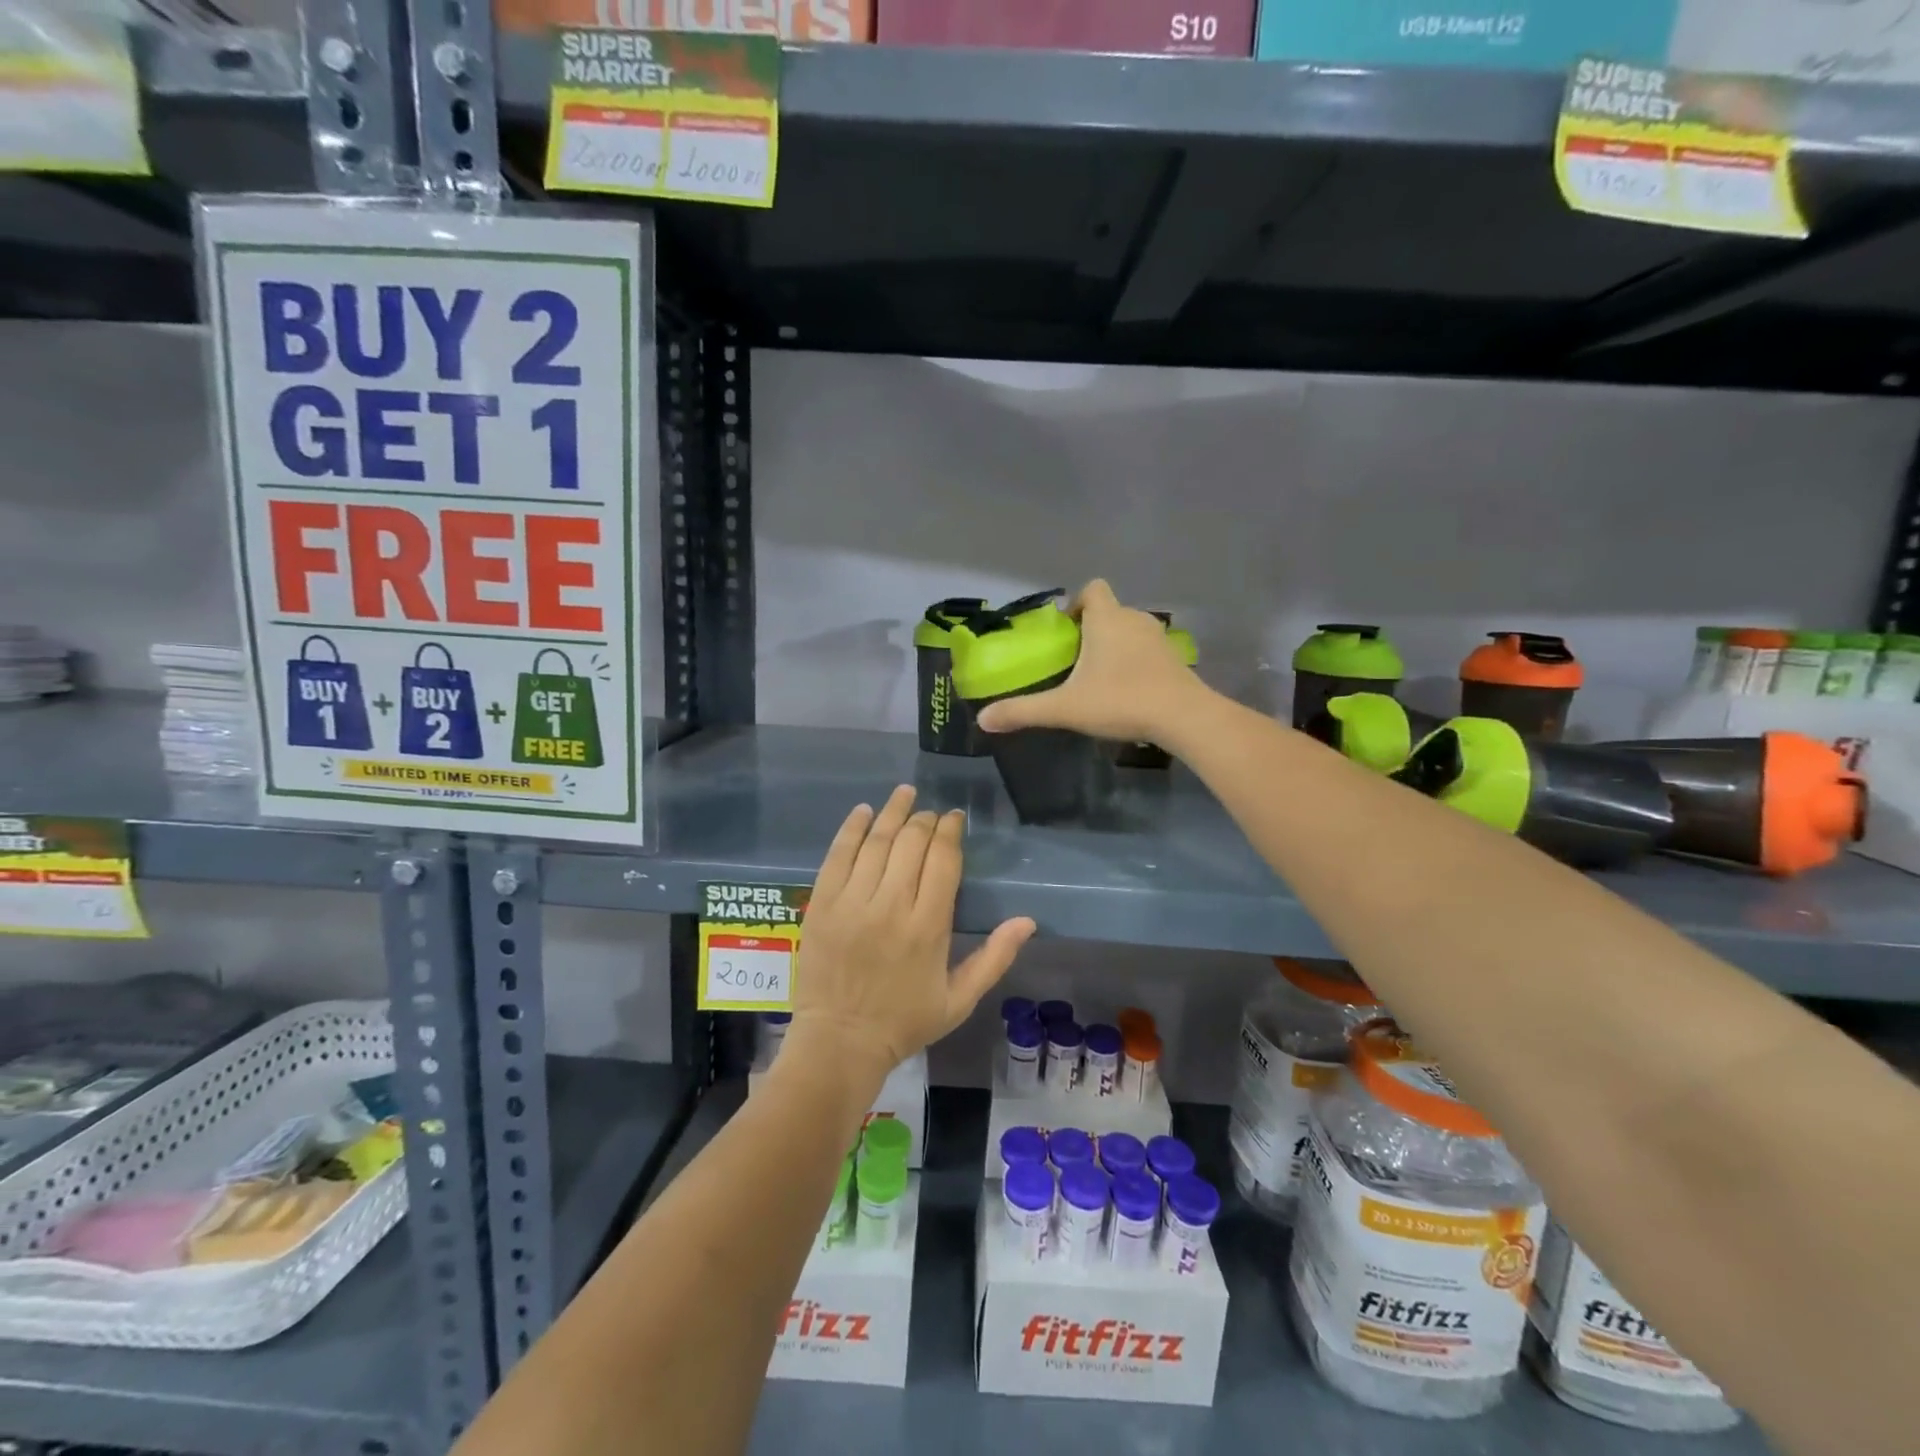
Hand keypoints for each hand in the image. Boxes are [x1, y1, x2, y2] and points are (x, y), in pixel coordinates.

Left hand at [788, 785, 1035, 1078]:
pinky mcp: (821, 904)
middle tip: (931, 813)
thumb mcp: (959, 1000)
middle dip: (925, 820)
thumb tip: (1028, 921)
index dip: (950, 831)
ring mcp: (852, 903)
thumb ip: (995, 958)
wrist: (839, 1042)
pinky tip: (865, 812)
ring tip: (905, 794)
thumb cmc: (904, 1022)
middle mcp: (890, 906)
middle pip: (911, 843)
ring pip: (876, 842)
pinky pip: (837, 855)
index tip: (954, 818)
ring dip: (893, 813)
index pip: (943, 860)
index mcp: (928, 927)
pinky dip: (852, 829)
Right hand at [973, 579, 1203, 744]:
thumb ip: (1024, 711)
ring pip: (1130, 631)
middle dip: (1092, 630)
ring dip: (1115, 646)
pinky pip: (1148, 650)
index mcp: (1107, 619)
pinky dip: (1136, 662)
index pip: (1092, 589)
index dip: (1077, 603)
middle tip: (1075, 661)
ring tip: (1099, 678)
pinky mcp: (1175, 659)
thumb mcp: (1066, 708)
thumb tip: (984, 719)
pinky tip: (1127, 691)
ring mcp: (1159, 638)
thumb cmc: (1121, 701)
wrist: (1183, 717)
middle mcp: (1134, 619)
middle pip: (1110, 611)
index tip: (1066, 631)